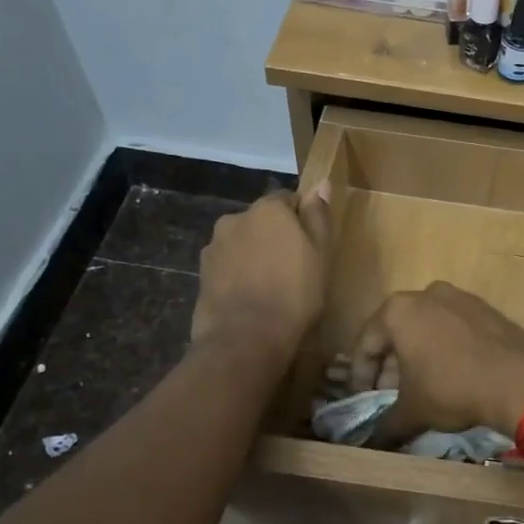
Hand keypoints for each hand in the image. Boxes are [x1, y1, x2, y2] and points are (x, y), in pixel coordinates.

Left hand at [191, 185, 331, 361]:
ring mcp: (214, 247)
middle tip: (294, 268)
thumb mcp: (320, 253)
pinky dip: (239, 275)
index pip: (288, 199)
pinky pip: (228, 266)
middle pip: (262, 221)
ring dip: (255, 256)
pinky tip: (250, 298)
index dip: (302, 220)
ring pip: (242, 243)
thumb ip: (318, 216)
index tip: (311, 245)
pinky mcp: (202, 274)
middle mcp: (235, 219)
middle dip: (275, 237)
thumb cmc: (294, 293)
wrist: (245, 339)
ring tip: (270, 287)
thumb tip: (321, 184)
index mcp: (267, 209)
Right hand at [341, 283, 523, 440]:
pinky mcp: (486, 308)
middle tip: (391, 394)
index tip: (364, 399)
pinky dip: (446, 348)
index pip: (366, 343)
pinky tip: (452, 374)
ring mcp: (460, 297)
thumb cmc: (451, 388)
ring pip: (427, 327)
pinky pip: (454, 327)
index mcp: (398, 310)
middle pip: (397, 331)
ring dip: (419, 355)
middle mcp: (426, 294)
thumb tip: (372, 442)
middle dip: (391, 364)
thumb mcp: (412, 411)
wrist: (517, 379)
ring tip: (421, 387)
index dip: (361, 375)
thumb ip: (385, 425)